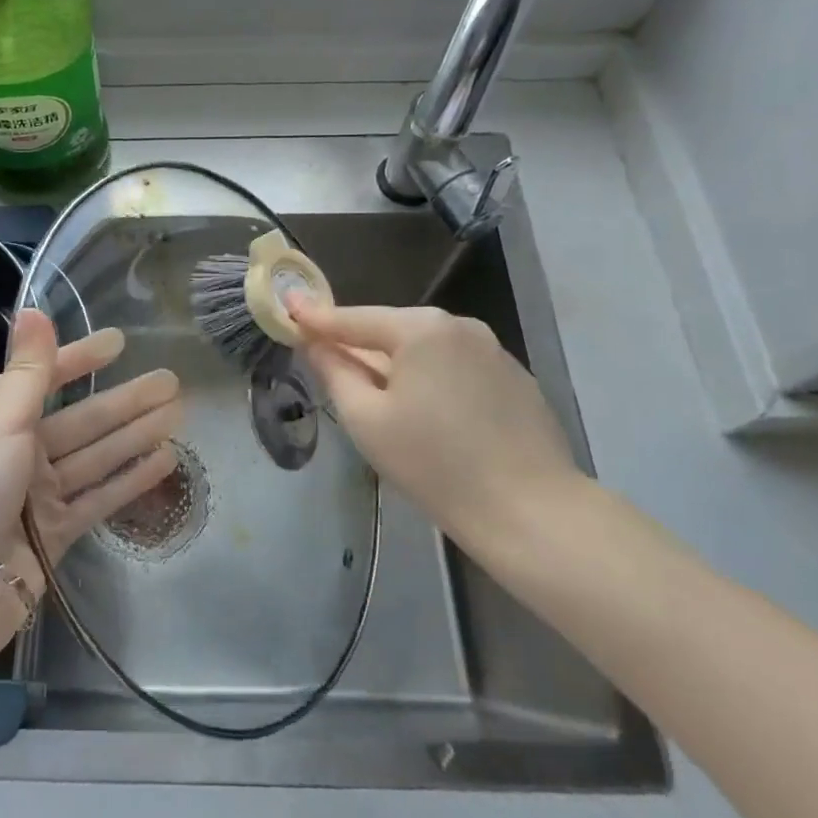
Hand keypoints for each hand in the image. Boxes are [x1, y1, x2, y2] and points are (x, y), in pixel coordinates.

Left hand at [0, 309, 180, 611]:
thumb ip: (28, 369)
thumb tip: (32, 309)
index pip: (45, 378)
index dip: (81, 358)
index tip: (119, 342)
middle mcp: (19, 451)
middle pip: (83, 419)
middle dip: (126, 400)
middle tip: (172, 381)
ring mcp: (39, 493)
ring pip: (97, 456)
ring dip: (136, 435)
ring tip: (178, 415)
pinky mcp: (56, 532)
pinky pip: (99, 497)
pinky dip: (129, 479)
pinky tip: (164, 462)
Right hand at [290, 300, 579, 540]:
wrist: (530, 511)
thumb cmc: (434, 464)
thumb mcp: (366, 419)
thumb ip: (334, 371)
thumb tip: (315, 343)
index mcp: (421, 329)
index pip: (354, 319)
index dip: (316, 317)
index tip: (288, 306)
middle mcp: (460, 326)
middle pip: (392, 331)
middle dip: (360, 346)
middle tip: (329, 363)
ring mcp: (494, 350)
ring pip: (426, 349)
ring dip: (397, 365)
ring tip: (380, 399)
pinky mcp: (516, 378)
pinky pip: (456, 367)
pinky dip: (432, 379)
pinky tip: (430, 415)